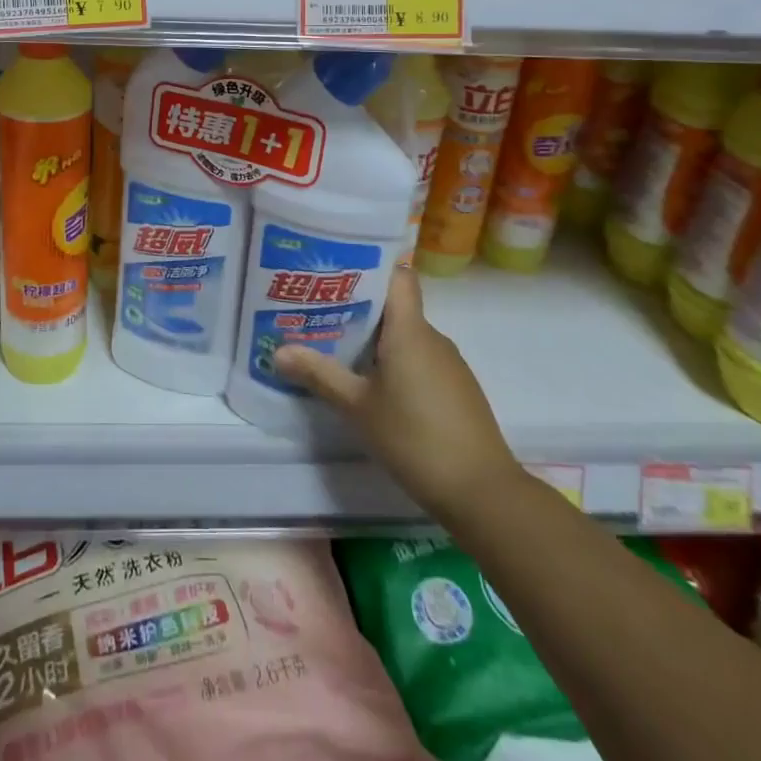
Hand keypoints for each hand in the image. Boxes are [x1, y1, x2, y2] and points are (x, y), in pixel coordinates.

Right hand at [276, 267, 521, 520]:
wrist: (482, 492)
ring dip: (374, 340)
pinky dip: (394, 363)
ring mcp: (448, 364)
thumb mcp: (357, 407)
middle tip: (317, 314)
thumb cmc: (414, 438)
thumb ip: (319, 375)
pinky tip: (371, 386)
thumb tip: (278, 351)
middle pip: (394, 307)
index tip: (335, 273)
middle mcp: (432, 338)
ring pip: (405, 336)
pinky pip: (419, 360)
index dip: (369, 268)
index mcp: (410, 330)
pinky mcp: (455, 388)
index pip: (397, 276)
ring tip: (335, 349)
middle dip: (356, 309)